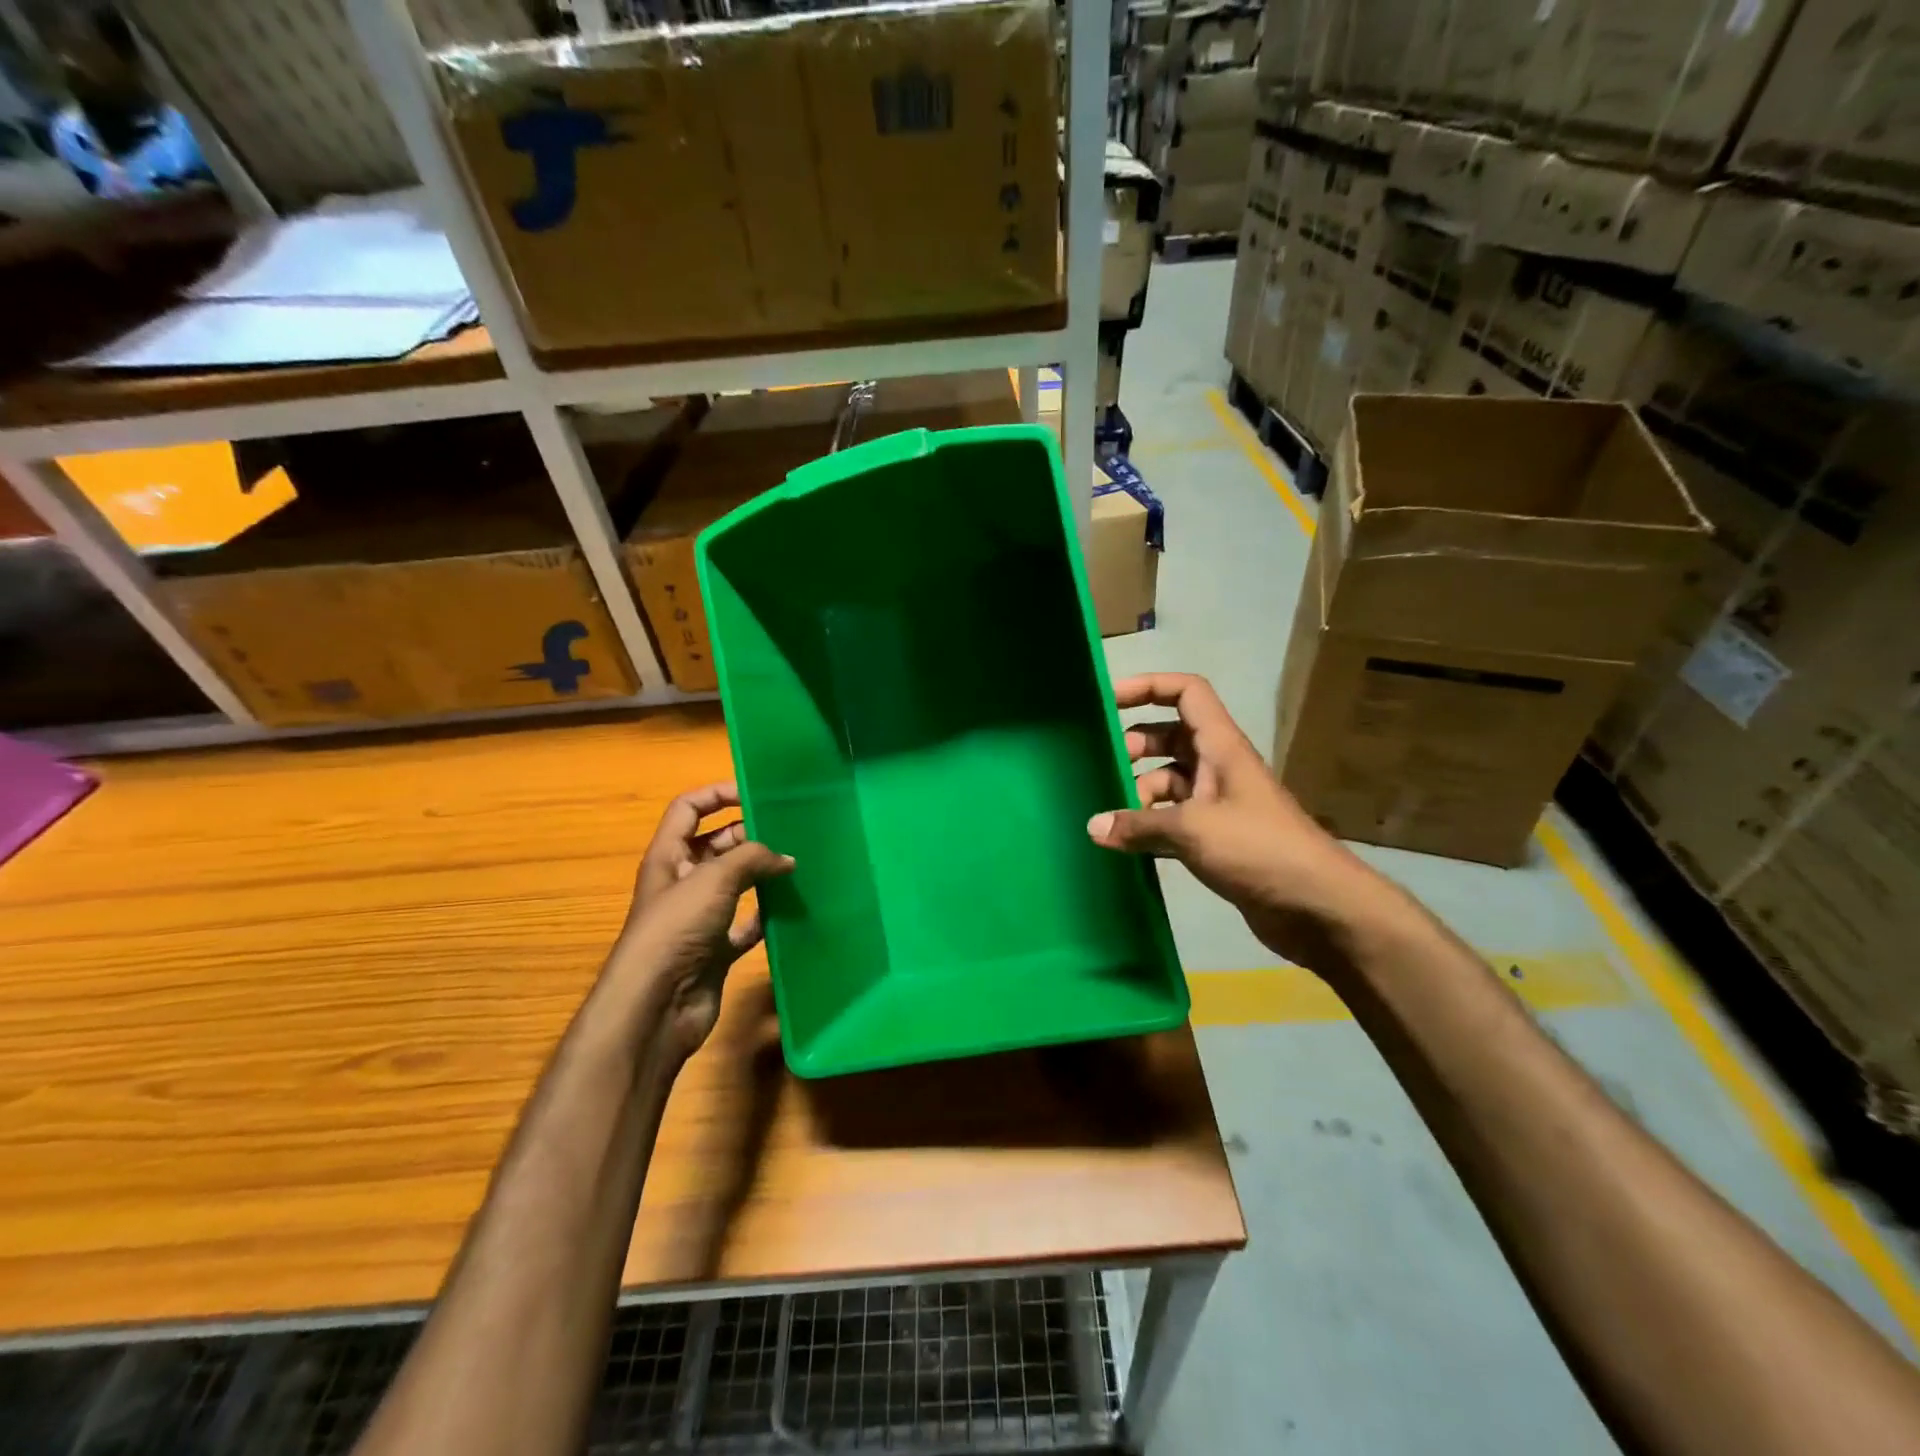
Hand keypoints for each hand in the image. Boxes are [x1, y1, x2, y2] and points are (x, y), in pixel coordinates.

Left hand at [608, 783, 792, 1057]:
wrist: (656, 1006)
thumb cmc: (676, 929)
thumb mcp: (714, 878)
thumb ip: (753, 858)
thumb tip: (787, 859)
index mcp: (668, 856)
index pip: (688, 809)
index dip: (718, 794)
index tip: (756, 793)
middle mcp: (682, 882)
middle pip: (717, 845)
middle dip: (750, 836)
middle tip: (790, 832)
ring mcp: (699, 917)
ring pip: (736, 884)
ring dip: (763, 875)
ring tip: (799, 866)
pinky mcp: (716, 949)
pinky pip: (746, 924)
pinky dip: (766, 916)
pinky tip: (791, 909)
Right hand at [1087, 673, 1384, 971]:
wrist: (1316, 906)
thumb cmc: (1258, 848)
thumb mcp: (1192, 829)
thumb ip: (1139, 824)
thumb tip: (1093, 827)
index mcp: (1221, 746)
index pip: (1186, 693)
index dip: (1148, 686)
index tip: (1108, 699)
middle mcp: (1218, 767)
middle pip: (1170, 736)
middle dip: (1135, 745)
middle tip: (1103, 768)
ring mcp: (1218, 804)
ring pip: (1169, 780)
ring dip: (1139, 791)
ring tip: (1111, 816)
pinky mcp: (1217, 838)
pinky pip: (1174, 817)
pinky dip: (1150, 824)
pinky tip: (1125, 843)